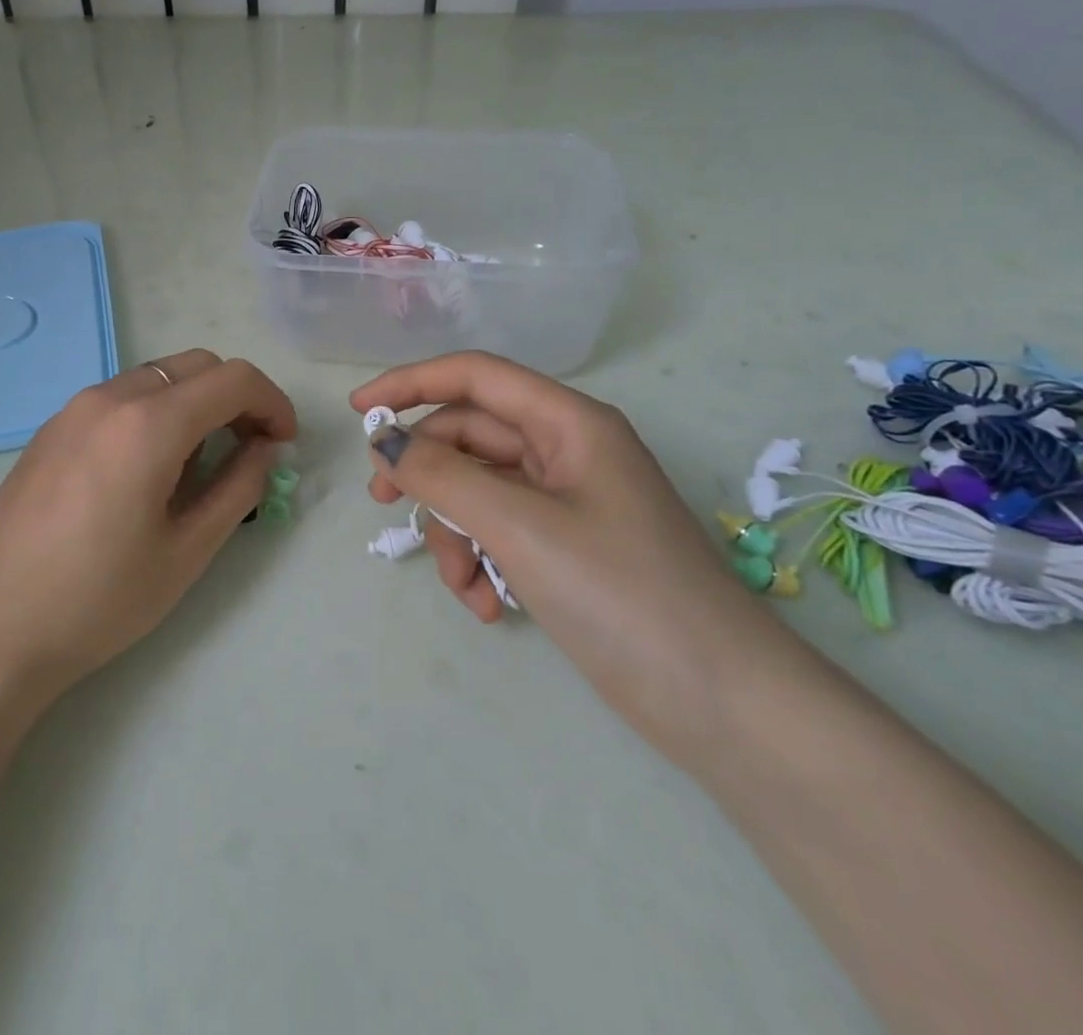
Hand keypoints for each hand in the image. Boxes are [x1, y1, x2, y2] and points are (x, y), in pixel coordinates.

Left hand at [0, 350, 296, 699]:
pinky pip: (121, 398)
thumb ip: (237, 487)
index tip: (284, 442)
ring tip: (200, 464)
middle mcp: (110, 397)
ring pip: (157, 377)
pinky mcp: (51, 428)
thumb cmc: (97, 600)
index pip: (233, 379)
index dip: (272, 402)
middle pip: (196, 366)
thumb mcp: (186, 551)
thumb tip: (264, 448)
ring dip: (194, 403)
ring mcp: (73, 408)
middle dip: (236, 396)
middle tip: (250, 449)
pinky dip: (156, 412)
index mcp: (148, 423)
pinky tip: (149, 468)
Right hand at [352, 352, 799, 762]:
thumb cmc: (622, 594)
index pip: (474, 376)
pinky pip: (500, 532)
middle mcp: (567, 451)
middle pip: (471, 436)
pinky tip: (488, 606)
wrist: (724, 706)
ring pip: (479, 490)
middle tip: (383, 501)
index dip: (410, 384)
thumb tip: (387, 442)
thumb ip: (442, 475)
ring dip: (456, 533)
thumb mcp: (519, 526)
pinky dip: (482, 562)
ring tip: (463, 587)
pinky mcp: (567, 548)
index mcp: (569, 423)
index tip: (357, 412)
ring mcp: (568, 502)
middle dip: (427, 472)